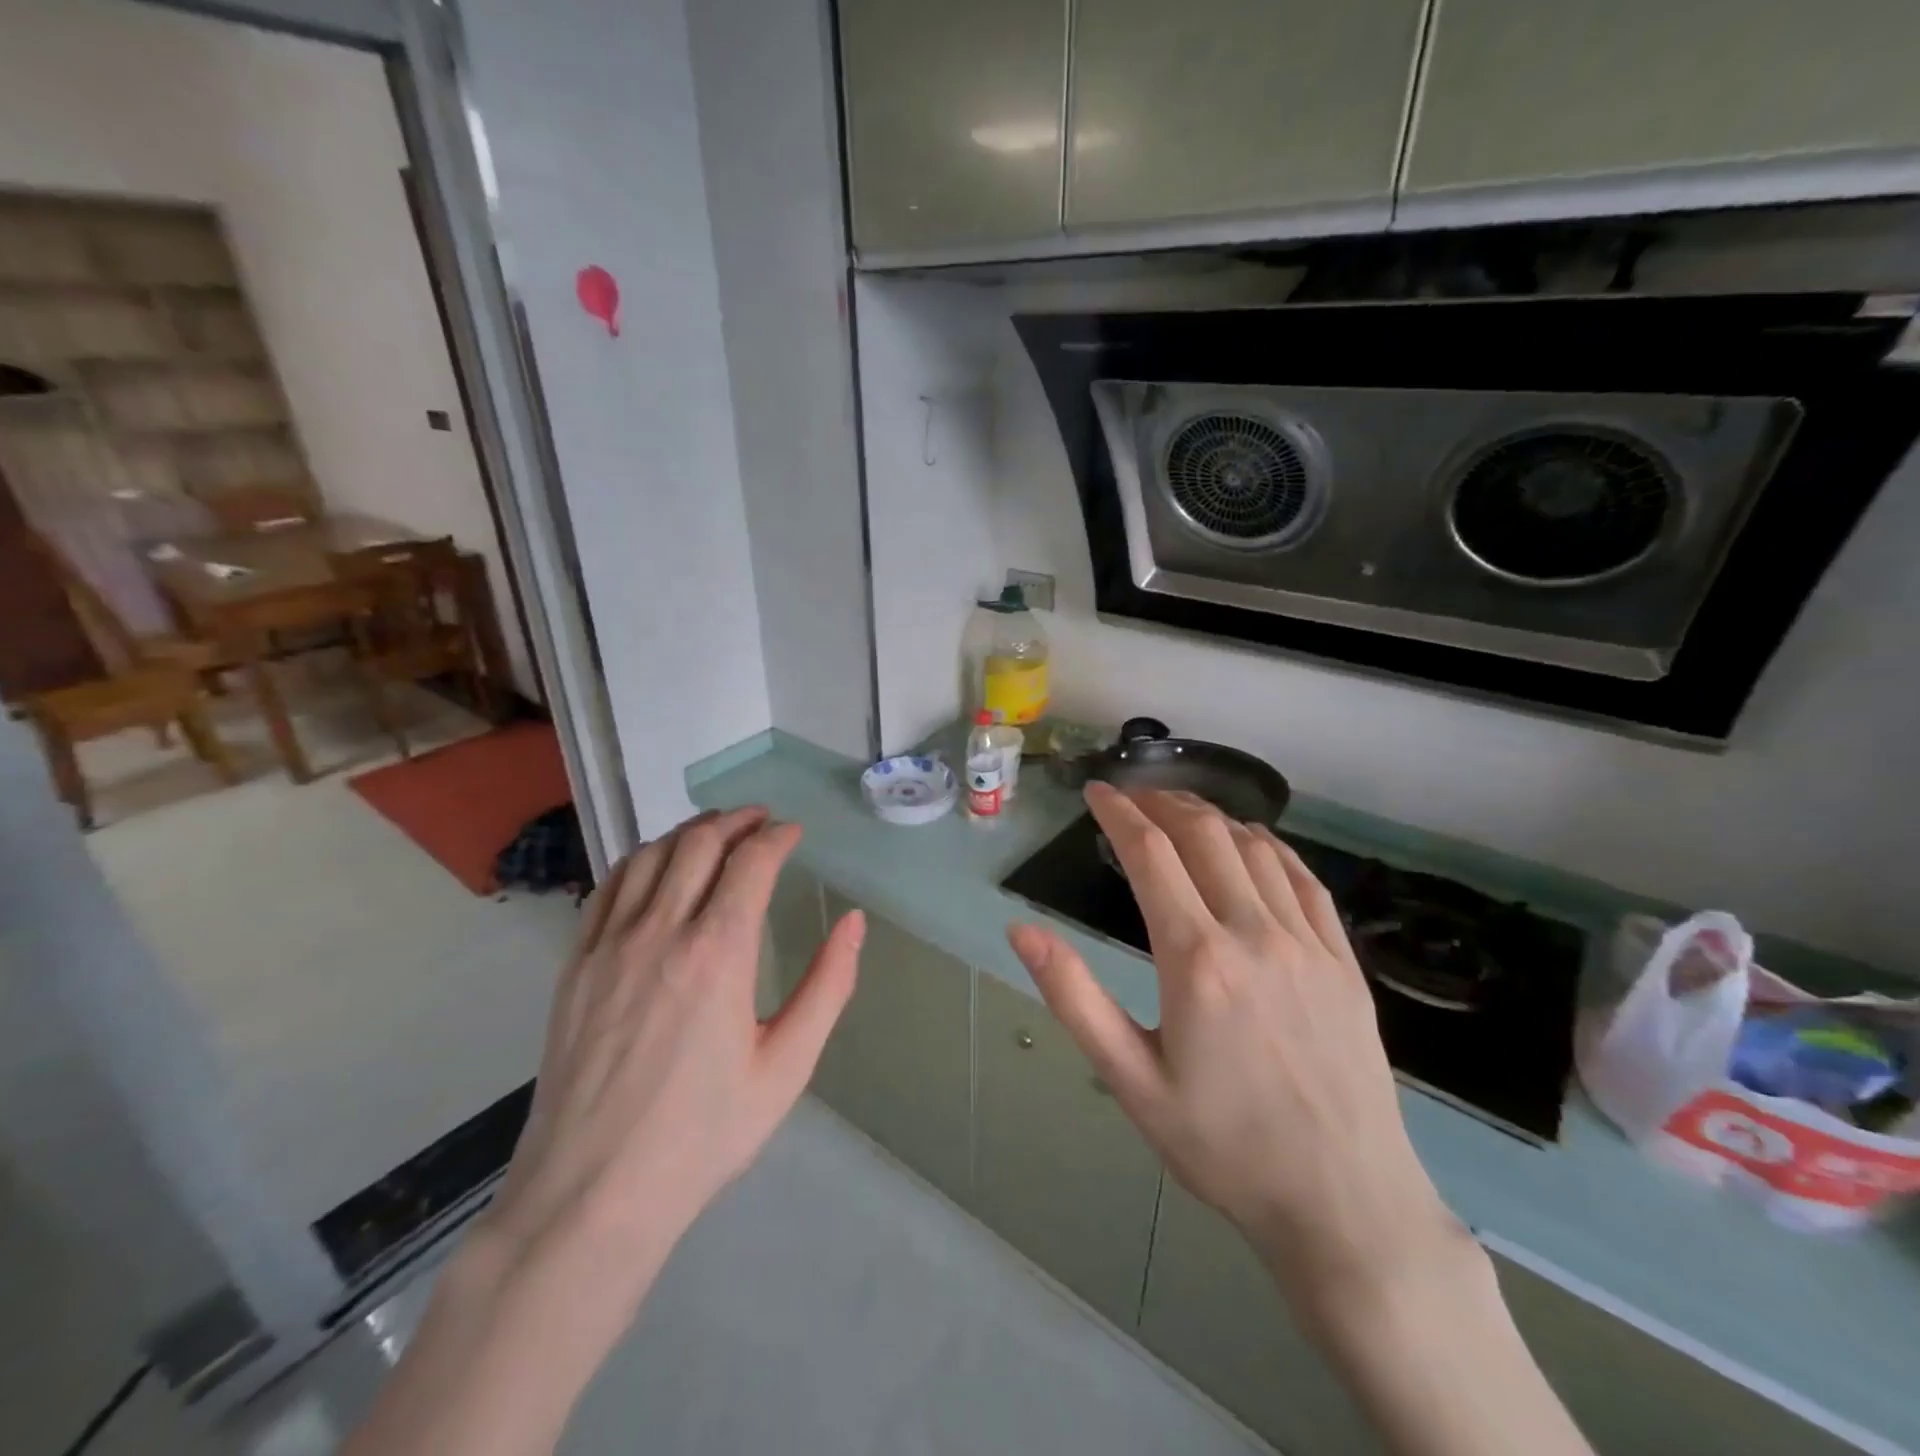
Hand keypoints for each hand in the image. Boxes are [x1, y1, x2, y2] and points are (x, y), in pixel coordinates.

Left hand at [485, 805, 864, 1289]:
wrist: (592, 1194)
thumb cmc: (703, 1134)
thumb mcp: (787, 1067)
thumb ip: (828, 987)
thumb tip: (854, 922)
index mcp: (719, 953)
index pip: (751, 862)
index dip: (777, 837)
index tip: (794, 833)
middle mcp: (661, 932)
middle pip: (699, 844)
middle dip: (736, 821)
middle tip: (761, 821)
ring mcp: (610, 945)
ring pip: (649, 855)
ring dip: (688, 832)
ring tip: (714, 832)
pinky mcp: (576, 965)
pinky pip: (608, 888)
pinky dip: (640, 860)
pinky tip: (656, 867)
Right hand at [1008, 785, 1460, 1301]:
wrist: (1344, 1203)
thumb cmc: (1223, 1146)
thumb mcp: (1130, 1080)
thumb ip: (1073, 998)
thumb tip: (1021, 930)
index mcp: (1196, 959)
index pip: (1150, 855)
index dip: (1118, 814)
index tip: (1095, 793)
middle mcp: (1254, 933)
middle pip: (1204, 835)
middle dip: (1161, 803)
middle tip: (1131, 796)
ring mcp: (1307, 942)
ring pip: (1255, 847)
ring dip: (1211, 816)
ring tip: (1178, 809)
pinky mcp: (1344, 960)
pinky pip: (1303, 878)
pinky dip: (1269, 845)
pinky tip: (1251, 841)